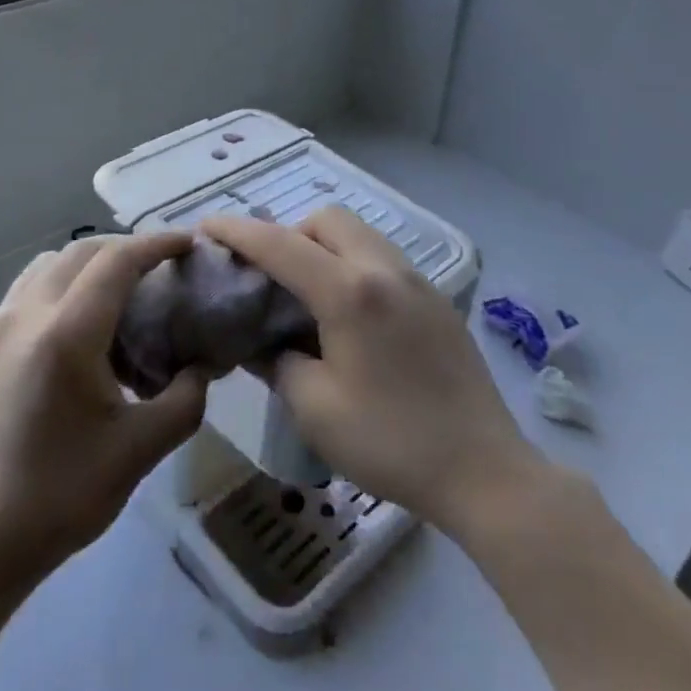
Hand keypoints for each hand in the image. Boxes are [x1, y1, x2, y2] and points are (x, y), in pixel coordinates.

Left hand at [0, 234, 208, 593]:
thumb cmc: (59, 498)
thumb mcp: (138, 452)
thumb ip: (184, 401)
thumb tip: (204, 367)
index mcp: (66, 334)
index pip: (117, 261)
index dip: (157, 244)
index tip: (189, 244)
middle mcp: (26, 314)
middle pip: (82, 250)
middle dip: (127, 249)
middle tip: (162, 269)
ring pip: (50, 264)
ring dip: (90, 262)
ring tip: (121, 293)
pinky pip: (28, 288)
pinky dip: (61, 282)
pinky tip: (79, 324)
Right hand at [201, 207, 536, 535]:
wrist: (483, 470)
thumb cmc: (391, 442)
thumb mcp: (315, 409)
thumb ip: (277, 362)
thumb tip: (261, 341)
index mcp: (350, 292)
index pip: (281, 245)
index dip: (238, 231)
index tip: (207, 225)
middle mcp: (384, 270)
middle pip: (327, 219)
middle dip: (289, 233)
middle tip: (270, 276)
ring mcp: (417, 280)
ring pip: (359, 234)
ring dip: (323, 246)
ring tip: (307, 294)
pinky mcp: (436, 299)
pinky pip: (382, 258)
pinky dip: (353, 265)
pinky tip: (350, 315)